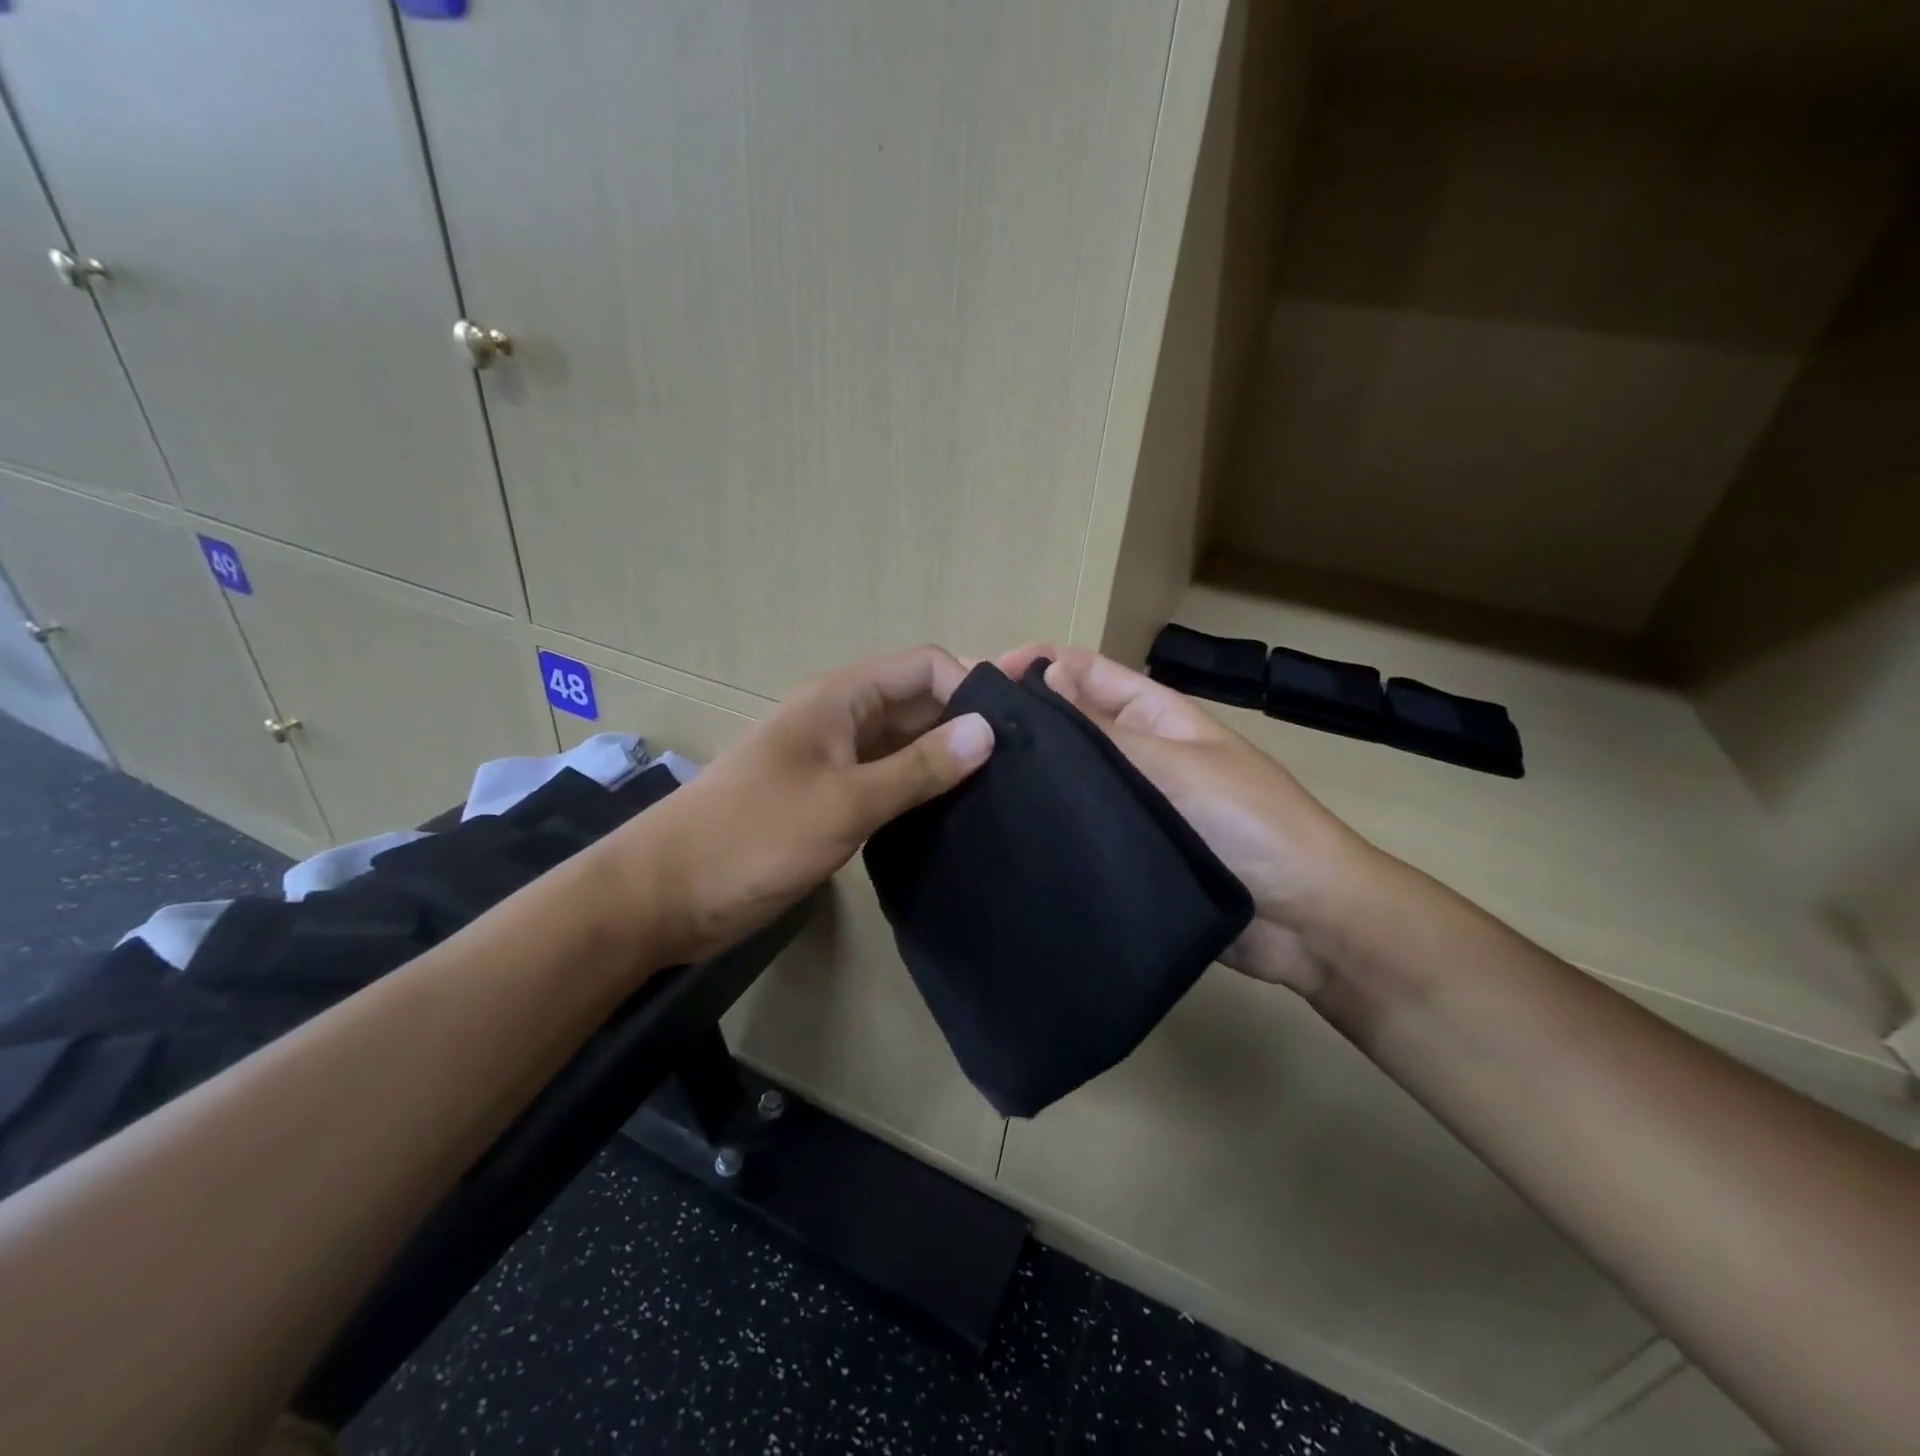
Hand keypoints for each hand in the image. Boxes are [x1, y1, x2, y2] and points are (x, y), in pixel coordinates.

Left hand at [609, 646, 993, 965]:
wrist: (665, 896)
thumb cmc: (752, 837)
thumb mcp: (843, 802)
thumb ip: (917, 768)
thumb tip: (987, 731)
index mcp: (840, 700)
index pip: (924, 668)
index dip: (969, 688)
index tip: (1014, 732)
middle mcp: (844, 721)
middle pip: (919, 704)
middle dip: (967, 723)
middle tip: (1026, 762)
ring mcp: (837, 764)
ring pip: (907, 746)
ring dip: (948, 760)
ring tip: (1006, 790)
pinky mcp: (832, 802)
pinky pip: (890, 783)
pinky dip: (923, 792)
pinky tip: (959, 815)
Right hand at [998, 644, 1377, 994]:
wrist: (1305, 921)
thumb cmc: (1248, 823)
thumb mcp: (1176, 763)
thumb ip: (1105, 729)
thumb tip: (1040, 679)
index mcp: (1153, 715)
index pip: (1083, 673)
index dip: (1034, 668)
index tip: (980, 687)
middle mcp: (1134, 755)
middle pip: (1068, 726)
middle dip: (1020, 724)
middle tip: (955, 742)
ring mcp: (1128, 807)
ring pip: (1067, 782)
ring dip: (1026, 780)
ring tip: (963, 788)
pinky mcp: (1123, 856)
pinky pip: (1077, 831)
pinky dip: (1044, 828)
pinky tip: (999, 837)